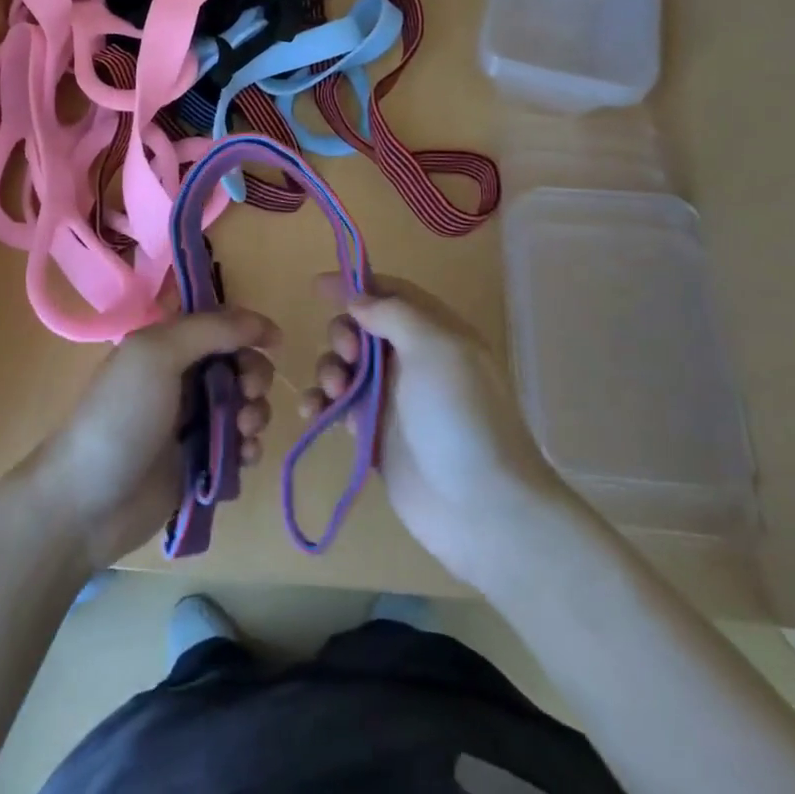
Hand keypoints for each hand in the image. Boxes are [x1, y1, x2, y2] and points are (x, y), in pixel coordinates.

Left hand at [12, 309, 279, 570]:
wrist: (87, 504)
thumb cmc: (121, 417)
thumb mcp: (159, 355)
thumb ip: (211, 330)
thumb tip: (260, 322)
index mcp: (167, 344)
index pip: (220, 323)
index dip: (249, 327)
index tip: (274, 341)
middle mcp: (182, 377)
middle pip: (239, 363)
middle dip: (254, 374)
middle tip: (249, 392)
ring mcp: (192, 421)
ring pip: (245, 404)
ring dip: (255, 412)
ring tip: (243, 431)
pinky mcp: (202, 462)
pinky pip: (240, 446)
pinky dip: (249, 447)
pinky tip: (242, 457)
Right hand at [300, 275, 575, 586]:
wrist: (482, 509)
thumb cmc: (460, 416)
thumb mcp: (436, 348)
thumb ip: (394, 314)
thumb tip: (358, 300)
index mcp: (436, 333)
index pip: (392, 293)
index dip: (356, 284)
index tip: (317, 286)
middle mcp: (414, 361)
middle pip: (362, 329)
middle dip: (343, 333)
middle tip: (348, 356)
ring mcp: (394, 400)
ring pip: (347, 367)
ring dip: (329, 369)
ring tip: (334, 392)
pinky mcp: (375, 436)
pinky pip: (339, 408)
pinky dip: (322, 404)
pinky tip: (312, 413)